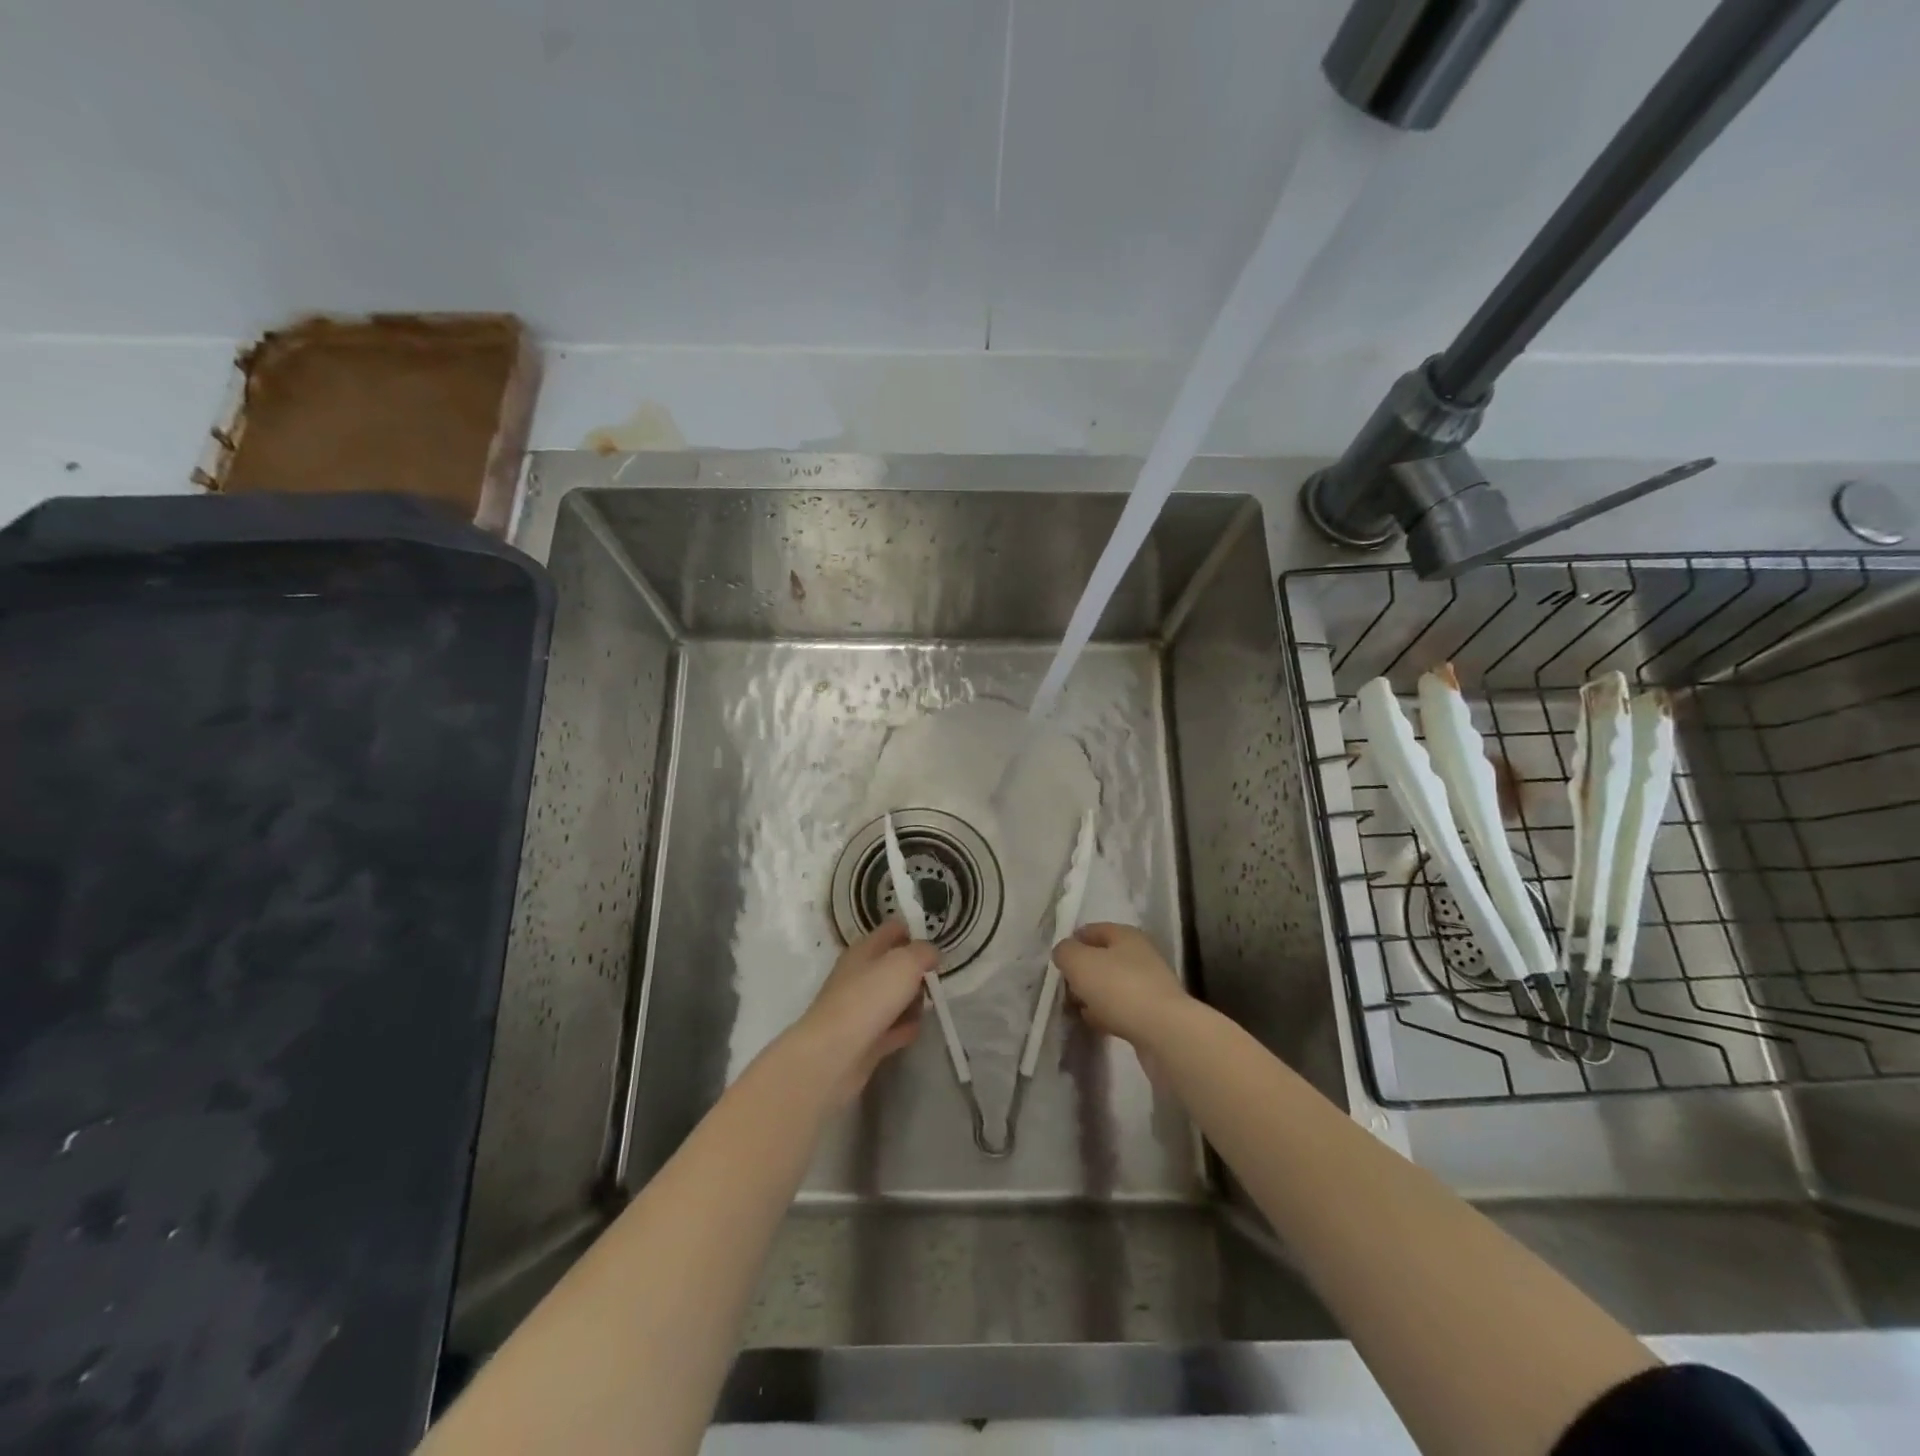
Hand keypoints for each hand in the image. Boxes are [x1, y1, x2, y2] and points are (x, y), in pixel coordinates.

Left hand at [794, 920, 935, 1104]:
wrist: (833, 1055)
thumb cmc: (869, 998)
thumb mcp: (904, 963)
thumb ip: (923, 952)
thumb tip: (931, 954)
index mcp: (864, 950)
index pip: (892, 930)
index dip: (914, 932)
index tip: (936, 945)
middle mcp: (859, 975)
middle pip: (894, 966)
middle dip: (917, 973)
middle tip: (933, 981)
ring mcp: (860, 1009)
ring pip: (894, 998)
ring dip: (912, 1003)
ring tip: (924, 1008)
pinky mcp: (864, 1040)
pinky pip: (891, 1028)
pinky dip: (903, 1029)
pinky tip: (914, 1032)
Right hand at [1051, 923, 1190, 1051]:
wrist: (1163, 1032)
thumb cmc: (1118, 987)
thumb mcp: (1079, 962)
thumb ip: (1065, 952)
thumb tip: (1065, 953)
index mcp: (1126, 935)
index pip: (1094, 930)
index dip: (1073, 940)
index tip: (1057, 959)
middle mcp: (1141, 956)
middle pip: (1104, 958)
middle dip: (1082, 970)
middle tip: (1064, 985)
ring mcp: (1150, 986)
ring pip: (1112, 985)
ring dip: (1093, 994)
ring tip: (1075, 1006)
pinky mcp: (1153, 1014)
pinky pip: (1122, 1008)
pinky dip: (1106, 1013)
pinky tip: (1094, 1022)